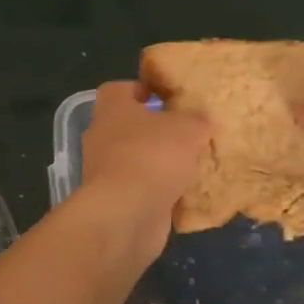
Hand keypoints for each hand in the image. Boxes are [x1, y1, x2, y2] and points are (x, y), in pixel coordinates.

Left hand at [78, 81, 210, 254]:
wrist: (127, 214)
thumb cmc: (152, 155)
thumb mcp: (187, 128)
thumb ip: (196, 120)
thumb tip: (201, 120)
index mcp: (112, 108)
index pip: (120, 89)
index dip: (142, 89)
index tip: (167, 95)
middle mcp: (102, 137)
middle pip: (129, 126)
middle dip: (156, 130)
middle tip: (188, 132)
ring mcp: (106, 172)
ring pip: (137, 159)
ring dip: (160, 163)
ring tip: (193, 164)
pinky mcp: (116, 201)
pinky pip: (142, 189)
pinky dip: (160, 191)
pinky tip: (186, 193)